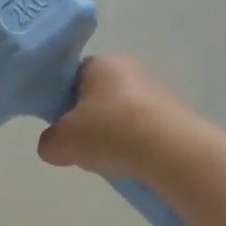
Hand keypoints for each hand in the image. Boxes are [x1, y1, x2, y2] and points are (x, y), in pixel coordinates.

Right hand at [37, 54, 185, 178]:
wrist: (173, 152)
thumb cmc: (109, 133)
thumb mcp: (60, 142)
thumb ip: (48, 142)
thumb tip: (56, 146)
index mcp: (100, 62)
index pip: (71, 79)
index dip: (62, 105)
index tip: (63, 129)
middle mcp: (130, 68)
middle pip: (96, 100)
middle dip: (88, 125)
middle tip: (84, 148)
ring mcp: (158, 91)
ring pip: (120, 117)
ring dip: (112, 138)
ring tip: (112, 161)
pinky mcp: (176, 115)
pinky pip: (143, 130)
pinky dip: (135, 146)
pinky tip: (134, 163)